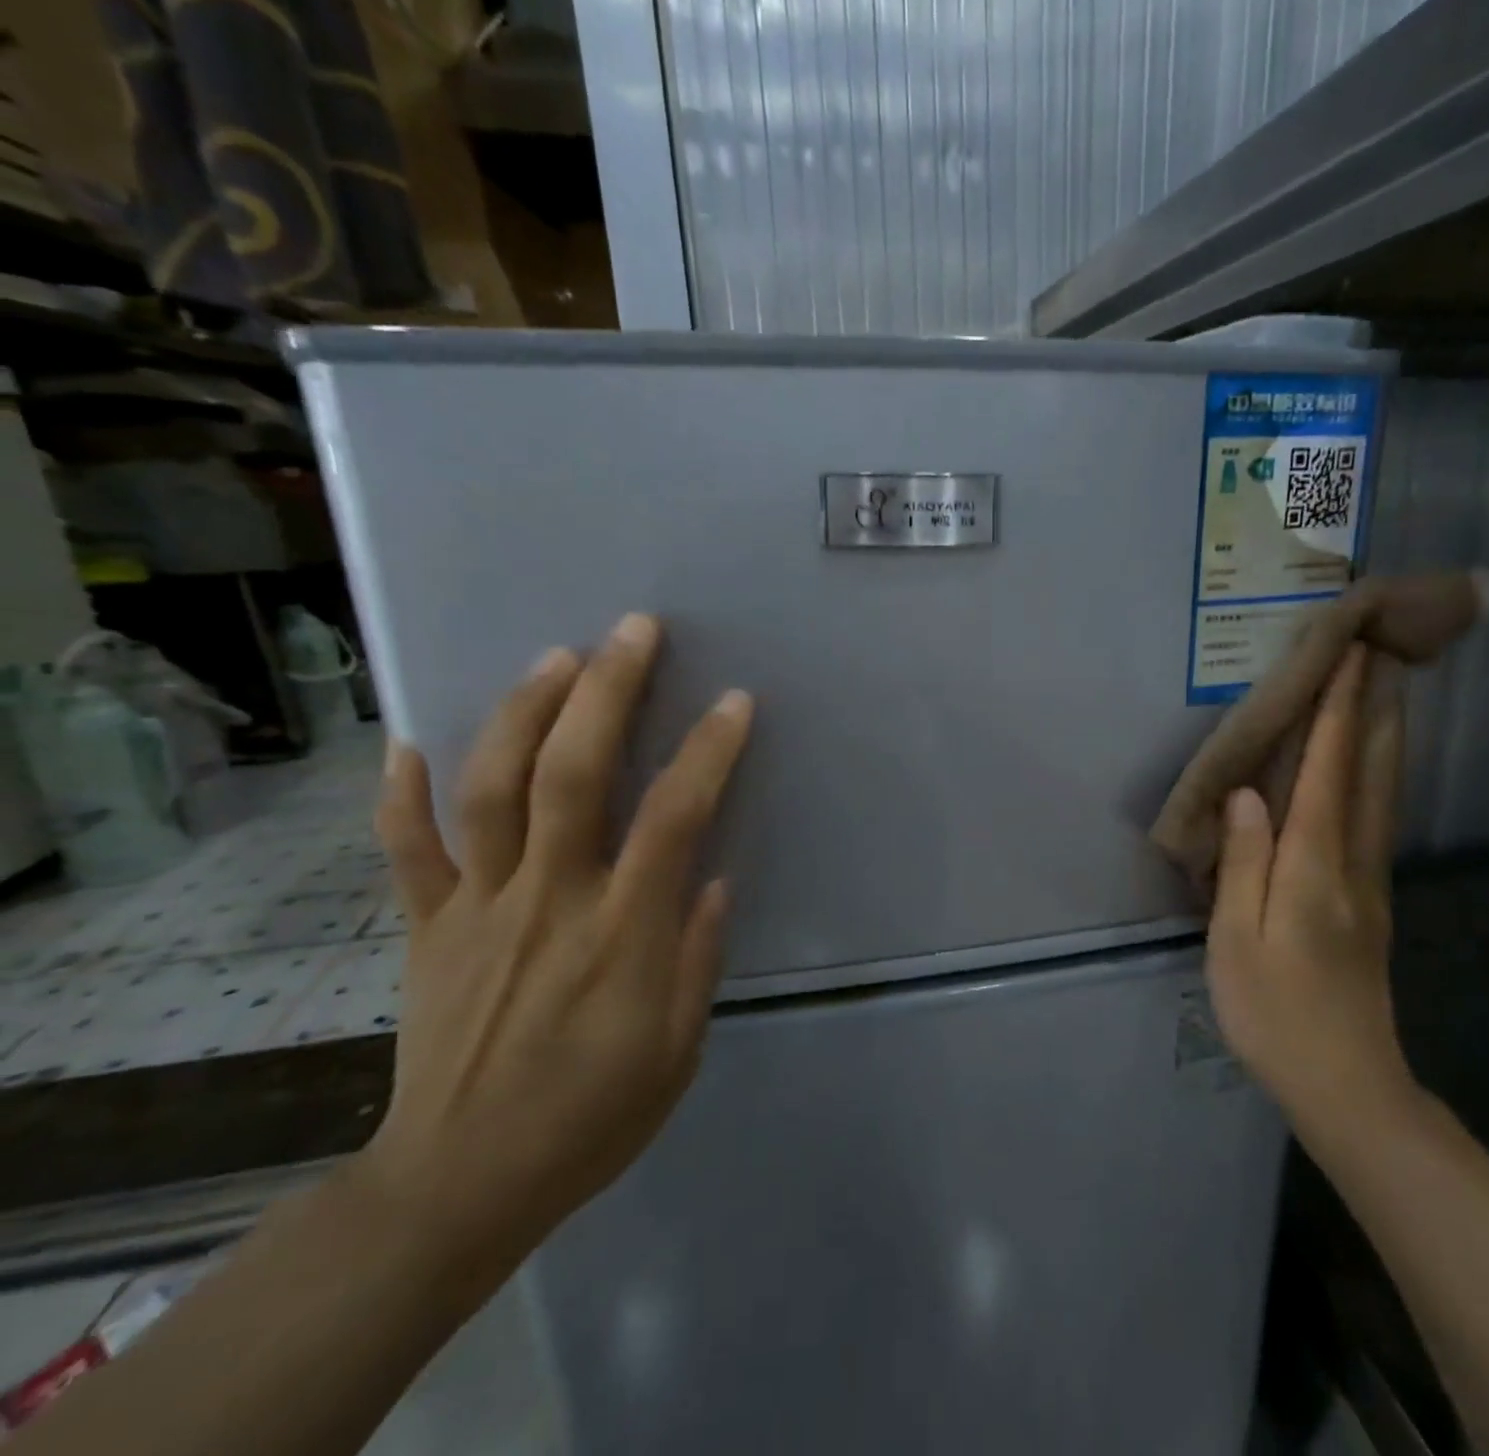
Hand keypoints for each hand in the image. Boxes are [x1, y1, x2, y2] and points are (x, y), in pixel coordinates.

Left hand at [355, 613, 751, 1268]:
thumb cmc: (591, 1118)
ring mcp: (478, 909)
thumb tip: (711, 877)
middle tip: (633, 631)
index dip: (706, 752)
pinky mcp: (428, 929)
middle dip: (606, 693)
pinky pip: (408, 853)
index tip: (733, 702)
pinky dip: (402, 795)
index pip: (672, 818)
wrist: (459, 1185)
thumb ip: (696, 956)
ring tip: (554, 657)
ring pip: (491, 791)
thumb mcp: (677, 1050)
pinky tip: (409, 741)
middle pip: (571, 776)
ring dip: (522, 714)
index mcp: (621, 934)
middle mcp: (549, 900)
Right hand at [1205, 644, 1413, 1140]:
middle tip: (1383, 656)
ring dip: (1385, 738)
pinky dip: (1379, 778)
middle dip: (1375, 711)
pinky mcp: (1371, 902)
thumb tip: (1248, 794)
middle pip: (1370, 774)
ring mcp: (1370, 883)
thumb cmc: (1274, 1014)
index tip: (1350, 659)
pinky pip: (1378, 820)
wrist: (1347, 1085)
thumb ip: (1243, 864)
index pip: (1327, 774)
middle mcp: (1352, 864)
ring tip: (1388, 693)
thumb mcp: (1236, 942)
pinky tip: (1376, 769)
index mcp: (1312, 869)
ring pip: (1383, 795)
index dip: (1338, 715)